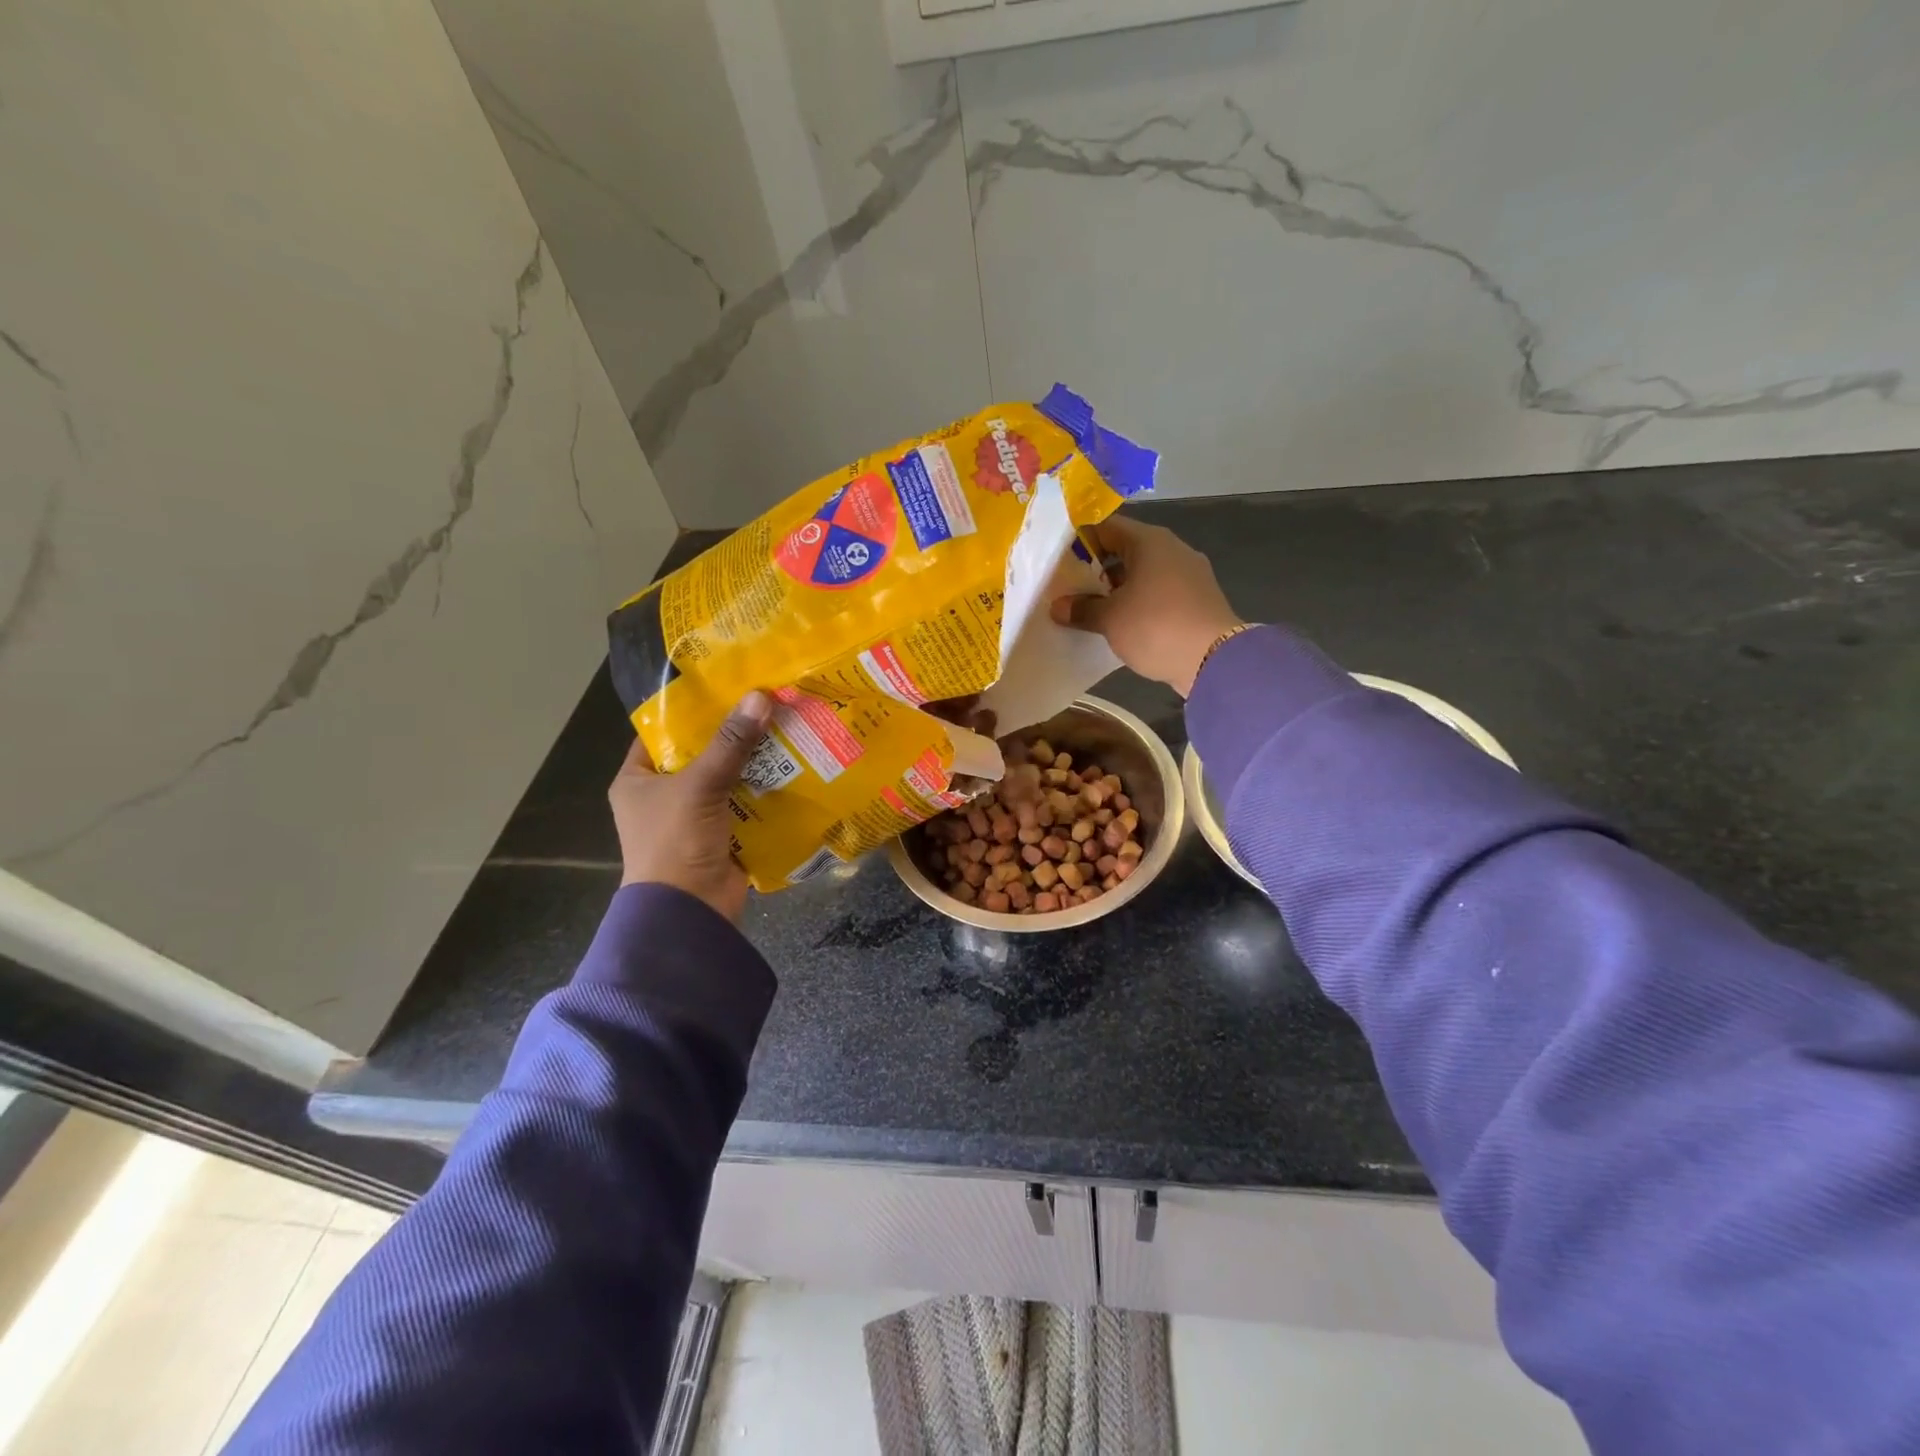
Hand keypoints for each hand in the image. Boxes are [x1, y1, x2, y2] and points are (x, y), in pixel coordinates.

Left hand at [610, 691, 773, 920]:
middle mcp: (663, 796)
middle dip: (733, 734)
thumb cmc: (676, 842)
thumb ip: (731, 743)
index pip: (663, 733)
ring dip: (754, 761)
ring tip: (786, 727)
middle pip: (701, 754)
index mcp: (637, 780)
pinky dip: (765, 789)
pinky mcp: (722, 835)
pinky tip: (793, 767)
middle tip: (767, 703)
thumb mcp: (700, 786)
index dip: (692, 710)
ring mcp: (694, 817)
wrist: (689, 911)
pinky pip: (745, 803)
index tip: (727, 687)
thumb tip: (760, 697)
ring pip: (727, 778)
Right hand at [1051, 517, 1243, 695]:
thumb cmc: (1156, 626)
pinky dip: (1138, 602)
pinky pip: (1158, 592)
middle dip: (1096, 567)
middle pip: (1125, 549)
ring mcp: (1188, 574)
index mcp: (1149, 541)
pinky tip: (1121, 622)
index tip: (1057, 559)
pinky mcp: (1196, 599)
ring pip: (1142, 573)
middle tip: (1068, 587)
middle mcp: (1171, 549)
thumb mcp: (1110, 619)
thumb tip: (1058, 607)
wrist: (1214, 660)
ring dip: (1116, 588)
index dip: (1079, 540)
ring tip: (1089, 608)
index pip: (1106, 527)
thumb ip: (1081, 609)